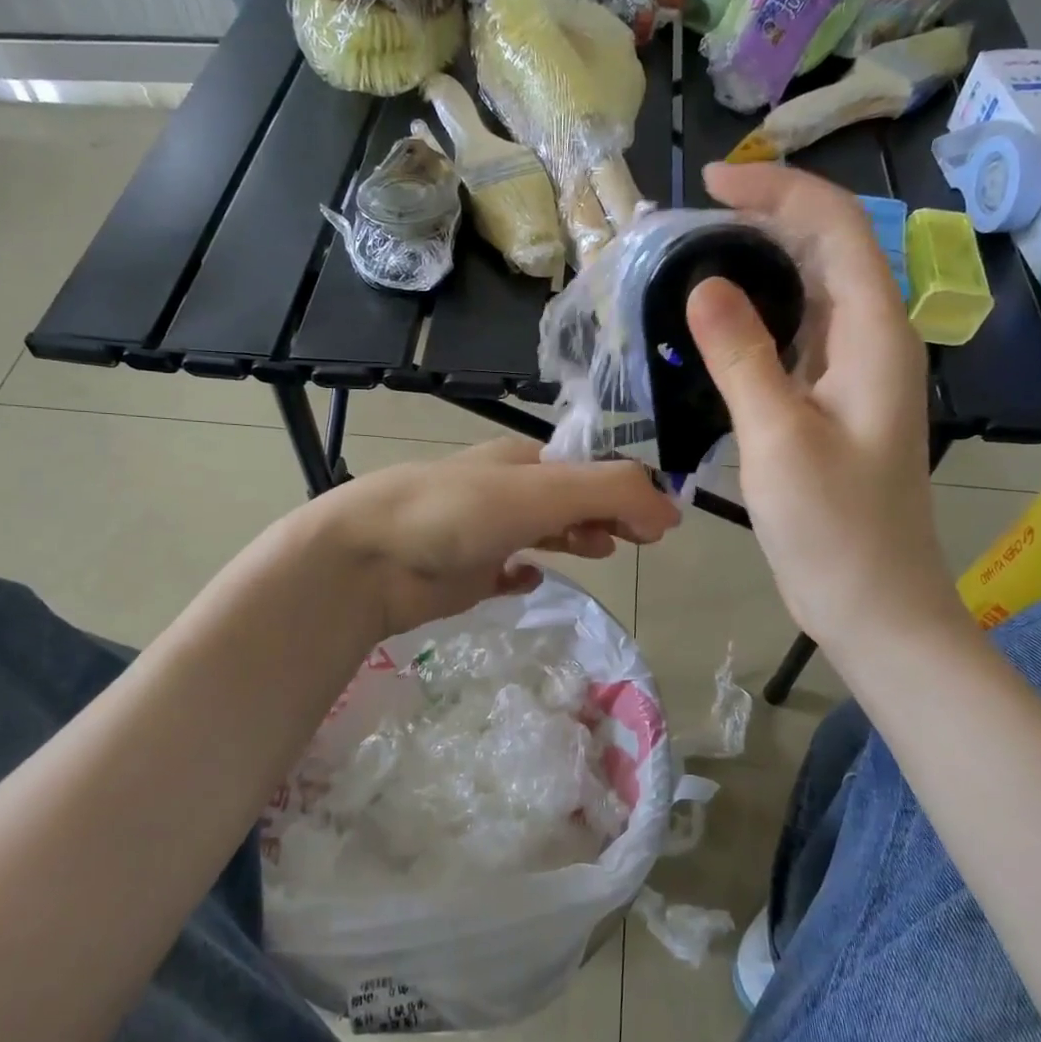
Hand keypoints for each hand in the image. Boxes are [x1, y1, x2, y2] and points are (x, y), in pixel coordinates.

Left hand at [311, 438, 680, 638]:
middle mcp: (505, 492)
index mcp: (523, 461)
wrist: (369, 558)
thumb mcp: (542, 492)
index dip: (630, 491)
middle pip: (570, 499)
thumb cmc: (458, 513)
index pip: (592, 470)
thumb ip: (610, 493)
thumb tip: (671, 511)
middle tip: (640, 541)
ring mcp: (483, 533)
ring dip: (575, 537)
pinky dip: (523, 573)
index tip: (661, 525)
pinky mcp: (464, 573)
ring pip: (542, 531)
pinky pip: (504, 571)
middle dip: (607, 513)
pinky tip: (530, 580)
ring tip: (601, 552)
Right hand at [688, 162, 966, 645]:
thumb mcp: (779, 437)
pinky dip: (757, 322)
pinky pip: (797, 341)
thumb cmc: (833, 528)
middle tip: (688, 226)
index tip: (710, 184)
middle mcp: (873, 342)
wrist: (874, 606)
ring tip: (692, 264)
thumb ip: (742, 355)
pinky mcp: (833, 407)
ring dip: (758, 270)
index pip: (835, 228)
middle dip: (763, 223)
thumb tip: (704, 283)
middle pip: (826, 253)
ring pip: (809, 297)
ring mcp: (855, 376)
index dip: (776, 193)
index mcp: (875, 335)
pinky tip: (715, 331)